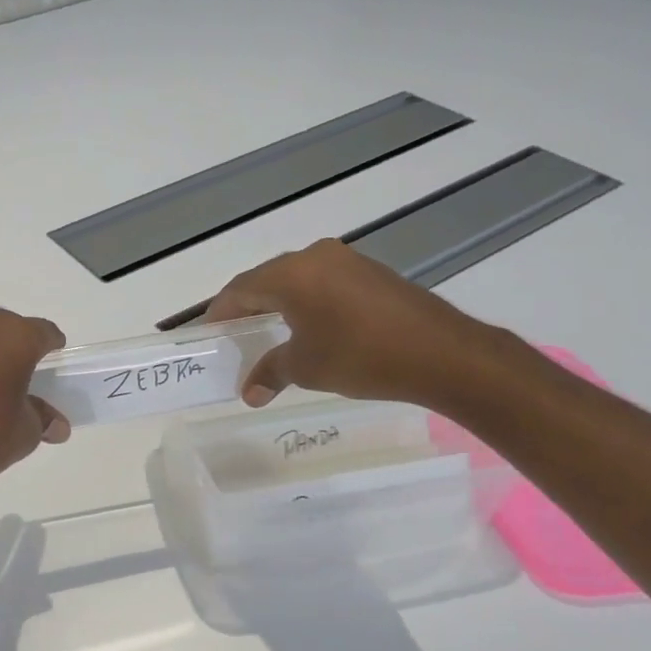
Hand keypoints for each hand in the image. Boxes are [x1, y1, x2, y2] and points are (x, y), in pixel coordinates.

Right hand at [204, 240, 499, 405]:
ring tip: (267, 332)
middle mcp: (316, 257)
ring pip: (296, 279)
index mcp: (291, 274)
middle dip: (247, 307)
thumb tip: (249, 393)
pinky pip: (323, 283)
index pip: (240, 289)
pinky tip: (309, 326)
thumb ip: (270, 372)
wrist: (443, 354)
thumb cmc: (361, 357)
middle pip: (266, 280)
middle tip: (234, 335)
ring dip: (277, 303)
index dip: (219, 313)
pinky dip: (306, 302)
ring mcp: (347, 261)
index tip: (208, 334)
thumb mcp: (306, 367)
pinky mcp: (371, 273)